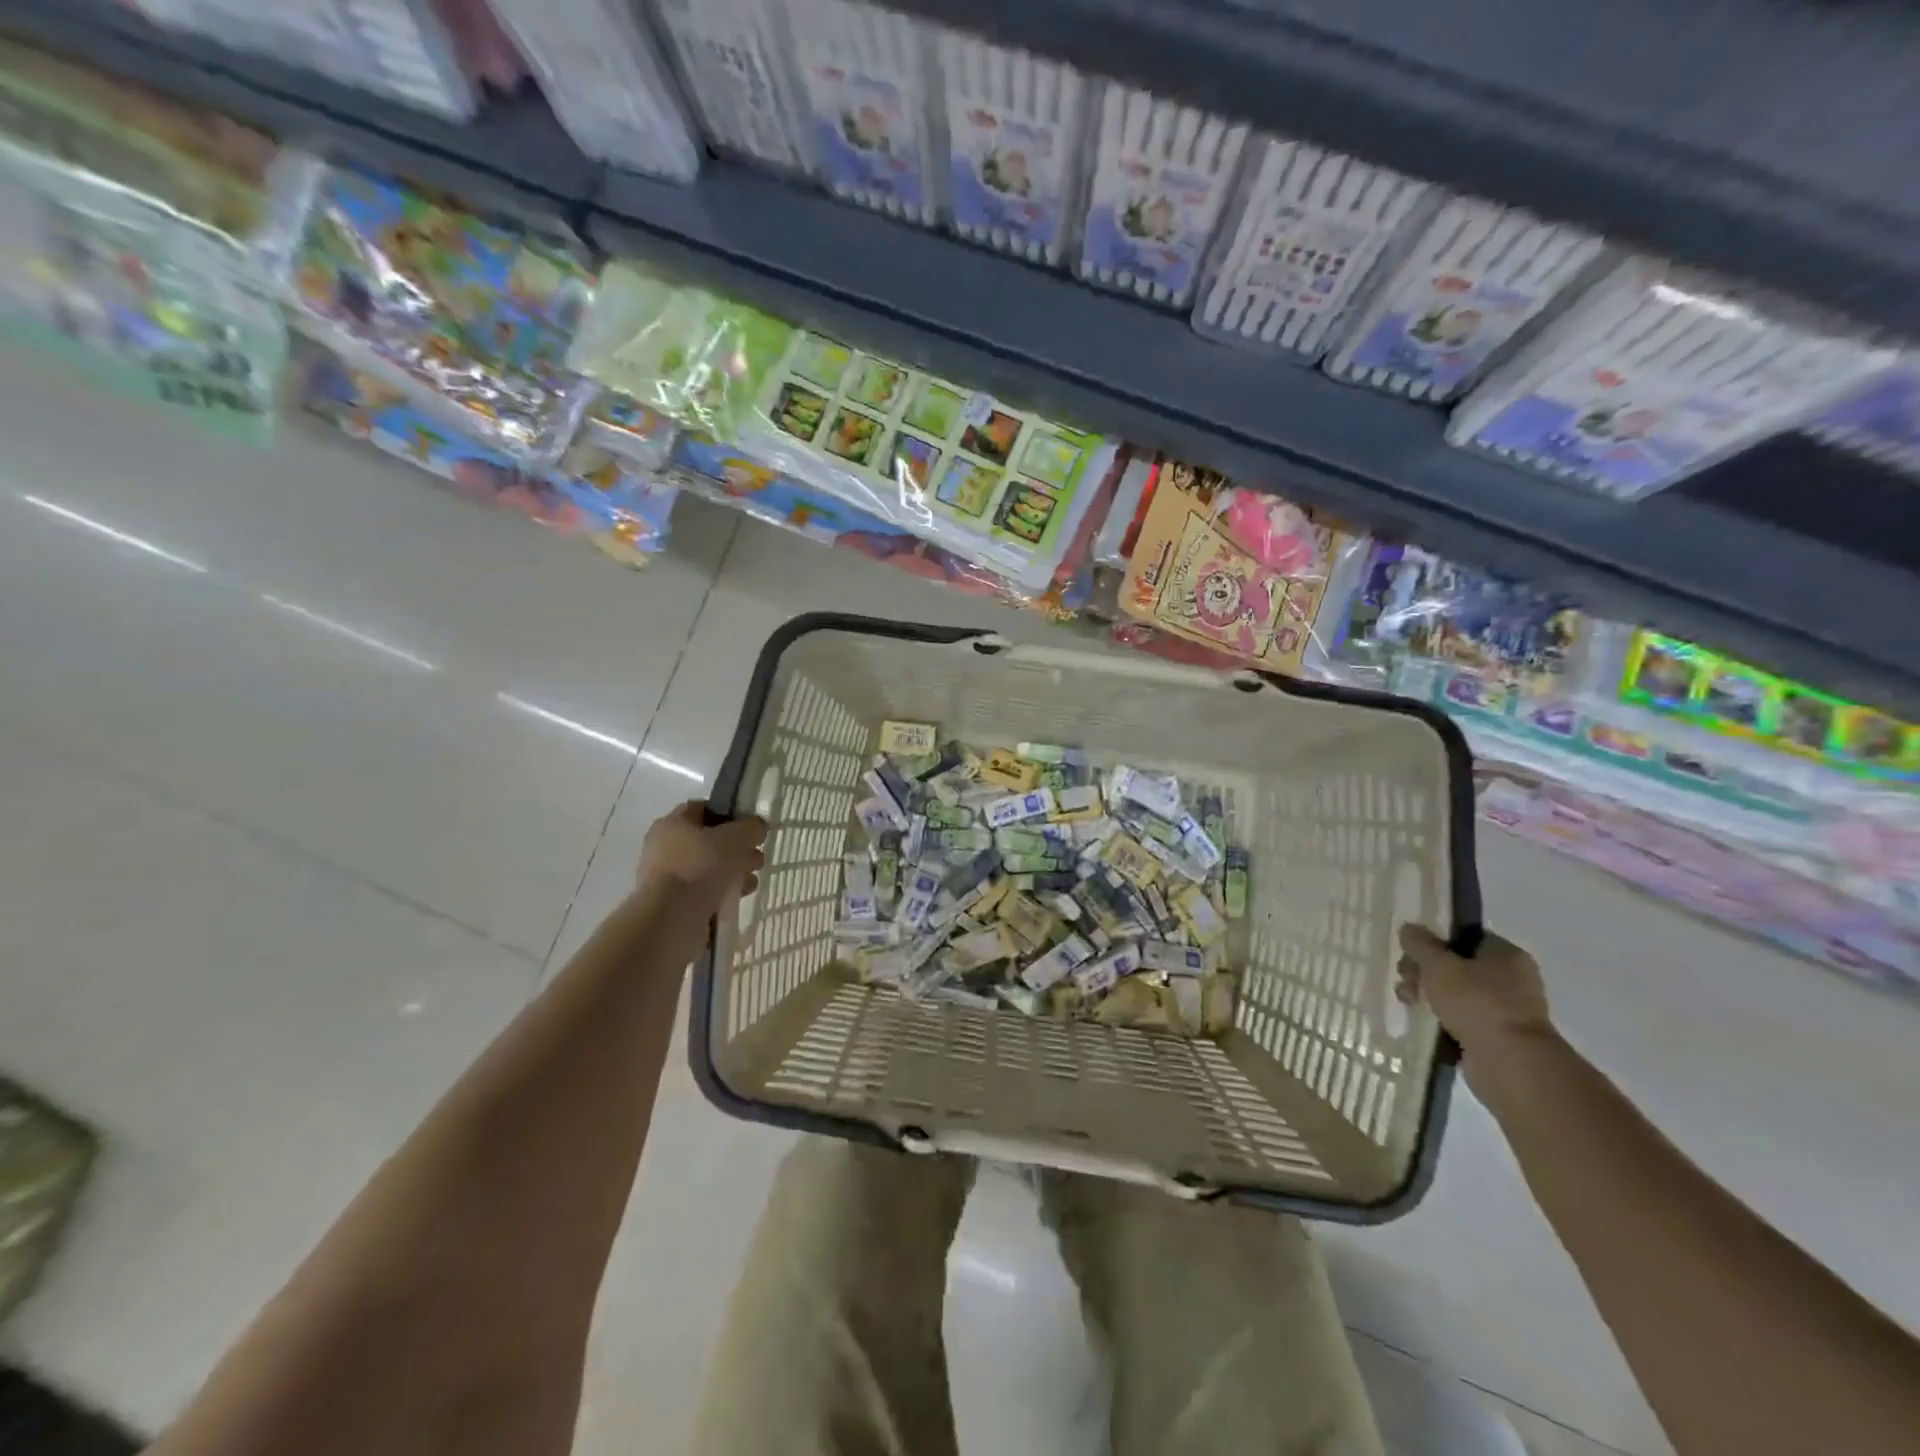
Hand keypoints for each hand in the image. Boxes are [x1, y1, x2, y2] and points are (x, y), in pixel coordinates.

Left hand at [637, 802, 767, 905]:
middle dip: (738, 848)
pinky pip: (705, 891)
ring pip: (710, 868)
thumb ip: (751, 828)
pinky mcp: (674, 904)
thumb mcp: (735, 838)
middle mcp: (665, 847)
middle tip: (757, 859)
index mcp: (672, 824)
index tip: (751, 828)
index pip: (704, 808)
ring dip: (734, 872)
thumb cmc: (700, 868)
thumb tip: (757, 828)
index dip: (730, 814)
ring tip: (752, 882)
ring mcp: (668, 877)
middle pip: (710, 840)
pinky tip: (739, 898)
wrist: (670, 920)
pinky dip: (722, 893)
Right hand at [1395, 924, 1551, 1056]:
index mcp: (1505, 954)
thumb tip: (1409, 929)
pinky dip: (1443, 1019)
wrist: (1510, 1063)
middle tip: (1406, 980)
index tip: (1411, 953)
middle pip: (1456, 965)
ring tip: (1409, 1003)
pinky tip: (1425, 1022)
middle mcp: (1512, 978)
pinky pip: (1463, 1019)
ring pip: (1457, 993)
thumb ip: (1420, 943)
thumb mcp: (1438, 965)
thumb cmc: (1477, 1003)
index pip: (1464, 936)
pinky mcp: (1498, 1036)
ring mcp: (1507, 1009)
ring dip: (1429, 995)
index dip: (1433, 941)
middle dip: (1425, 971)